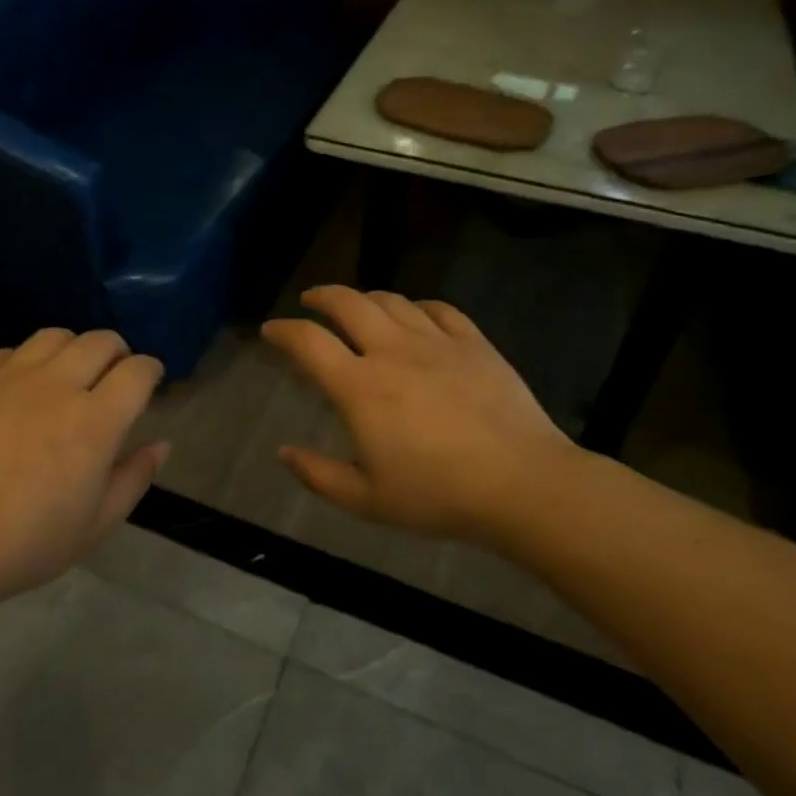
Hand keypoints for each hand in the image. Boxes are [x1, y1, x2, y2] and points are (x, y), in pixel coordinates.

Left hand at [0, 329, 168, 607]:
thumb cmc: (22, 546)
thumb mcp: (94, 527)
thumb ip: (133, 479)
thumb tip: (161, 445)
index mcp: (94, 423)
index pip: (137, 371)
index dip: (150, 370)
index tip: (148, 380)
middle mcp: (55, 386)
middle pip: (100, 341)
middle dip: (117, 352)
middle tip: (113, 374)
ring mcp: (7, 377)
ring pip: (54, 336)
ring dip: (72, 349)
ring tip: (67, 374)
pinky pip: (8, 352)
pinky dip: (25, 362)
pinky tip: (18, 389)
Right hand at [263, 286, 582, 541]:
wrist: (523, 484)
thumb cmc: (439, 496)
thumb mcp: (366, 500)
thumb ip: (318, 475)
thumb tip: (285, 452)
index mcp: (360, 387)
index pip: (309, 342)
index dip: (283, 331)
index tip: (271, 331)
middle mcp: (392, 352)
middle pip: (348, 303)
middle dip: (322, 296)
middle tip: (311, 300)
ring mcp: (436, 343)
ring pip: (392, 300)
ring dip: (366, 298)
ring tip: (358, 306)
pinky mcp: (474, 344)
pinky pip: (439, 309)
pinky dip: (416, 306)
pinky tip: (415, 315)